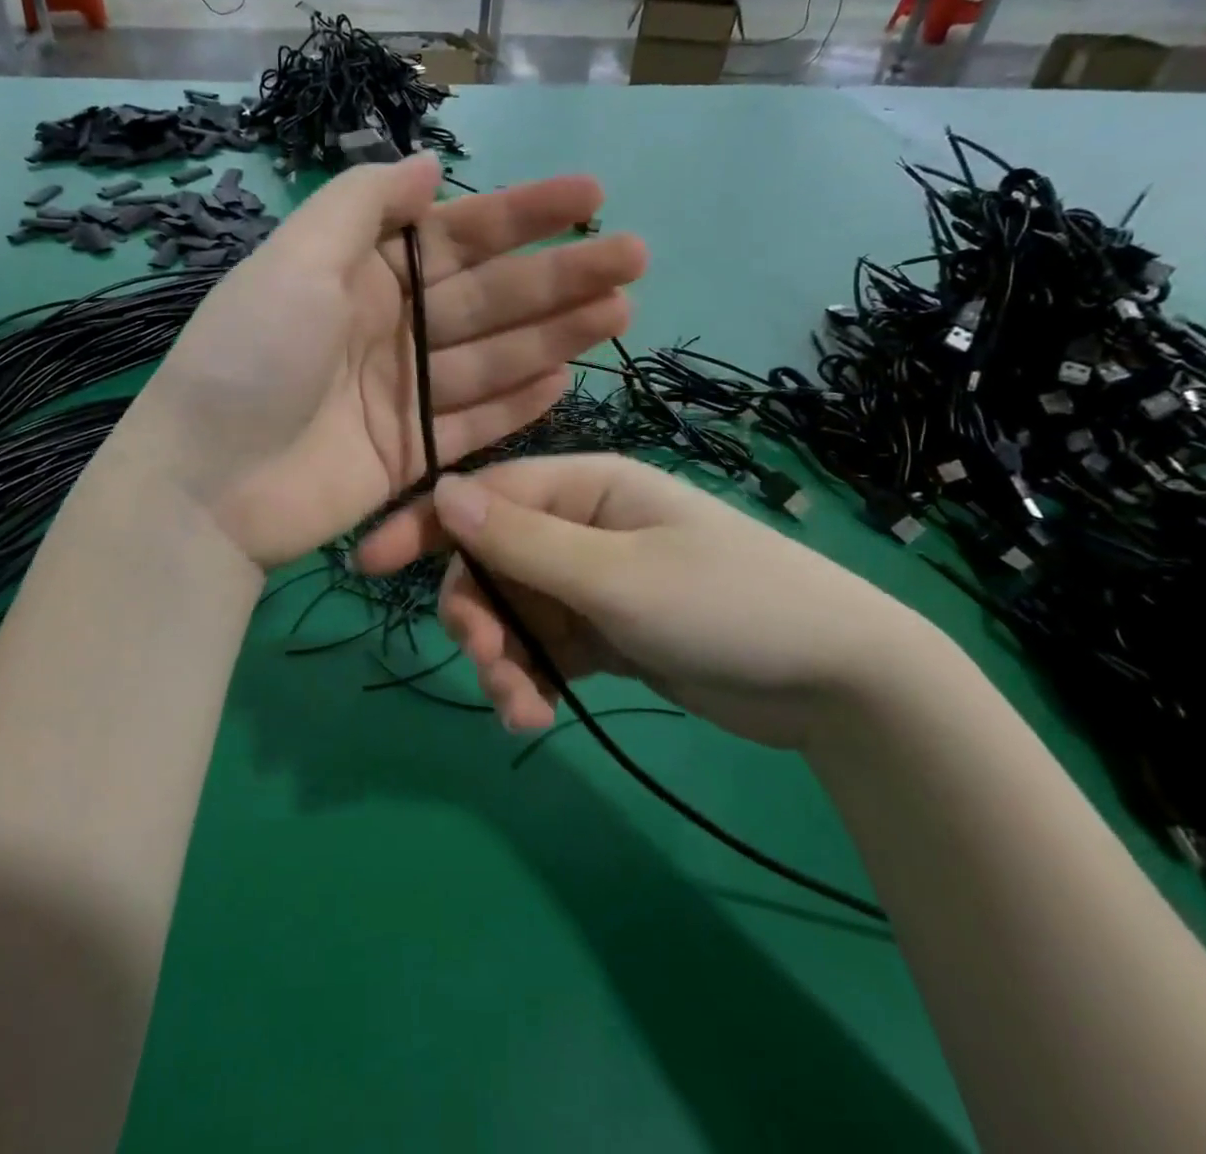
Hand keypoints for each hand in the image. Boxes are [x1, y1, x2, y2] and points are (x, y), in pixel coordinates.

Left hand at [118, 155, 646, 568]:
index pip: (456, 237)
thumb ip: (362, 206)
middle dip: (558, 275)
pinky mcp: (412, 455)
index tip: (590, 195)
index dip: (522, 214)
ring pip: (492, 358)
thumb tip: (426, 166)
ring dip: (554, 333)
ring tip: (620, 311)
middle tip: (633, 256)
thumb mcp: (294, 261)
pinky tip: (567, 377)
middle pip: (487, 297)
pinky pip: (475, 422)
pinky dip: (518, 402)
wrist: (207, 484)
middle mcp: (389, 330)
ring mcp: (403, 397)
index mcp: (361, 277)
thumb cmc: (249, 359)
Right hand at [355, 454, 939, 749]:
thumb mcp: (617, 574)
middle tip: (489, 665)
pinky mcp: (605, 633)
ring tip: (519, 708)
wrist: (837, 683)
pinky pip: (544, 649)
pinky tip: (537, 716)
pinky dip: (532, 680)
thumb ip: (524, 540)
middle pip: (491, 562)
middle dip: (478, 615)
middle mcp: (581, 527)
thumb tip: (442, 494)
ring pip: (513, 612)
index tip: (368, 565)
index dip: (424, 526)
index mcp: (585, 488)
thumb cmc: (727, 605)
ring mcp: (592, 582)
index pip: (484, 496)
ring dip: (504, 660)